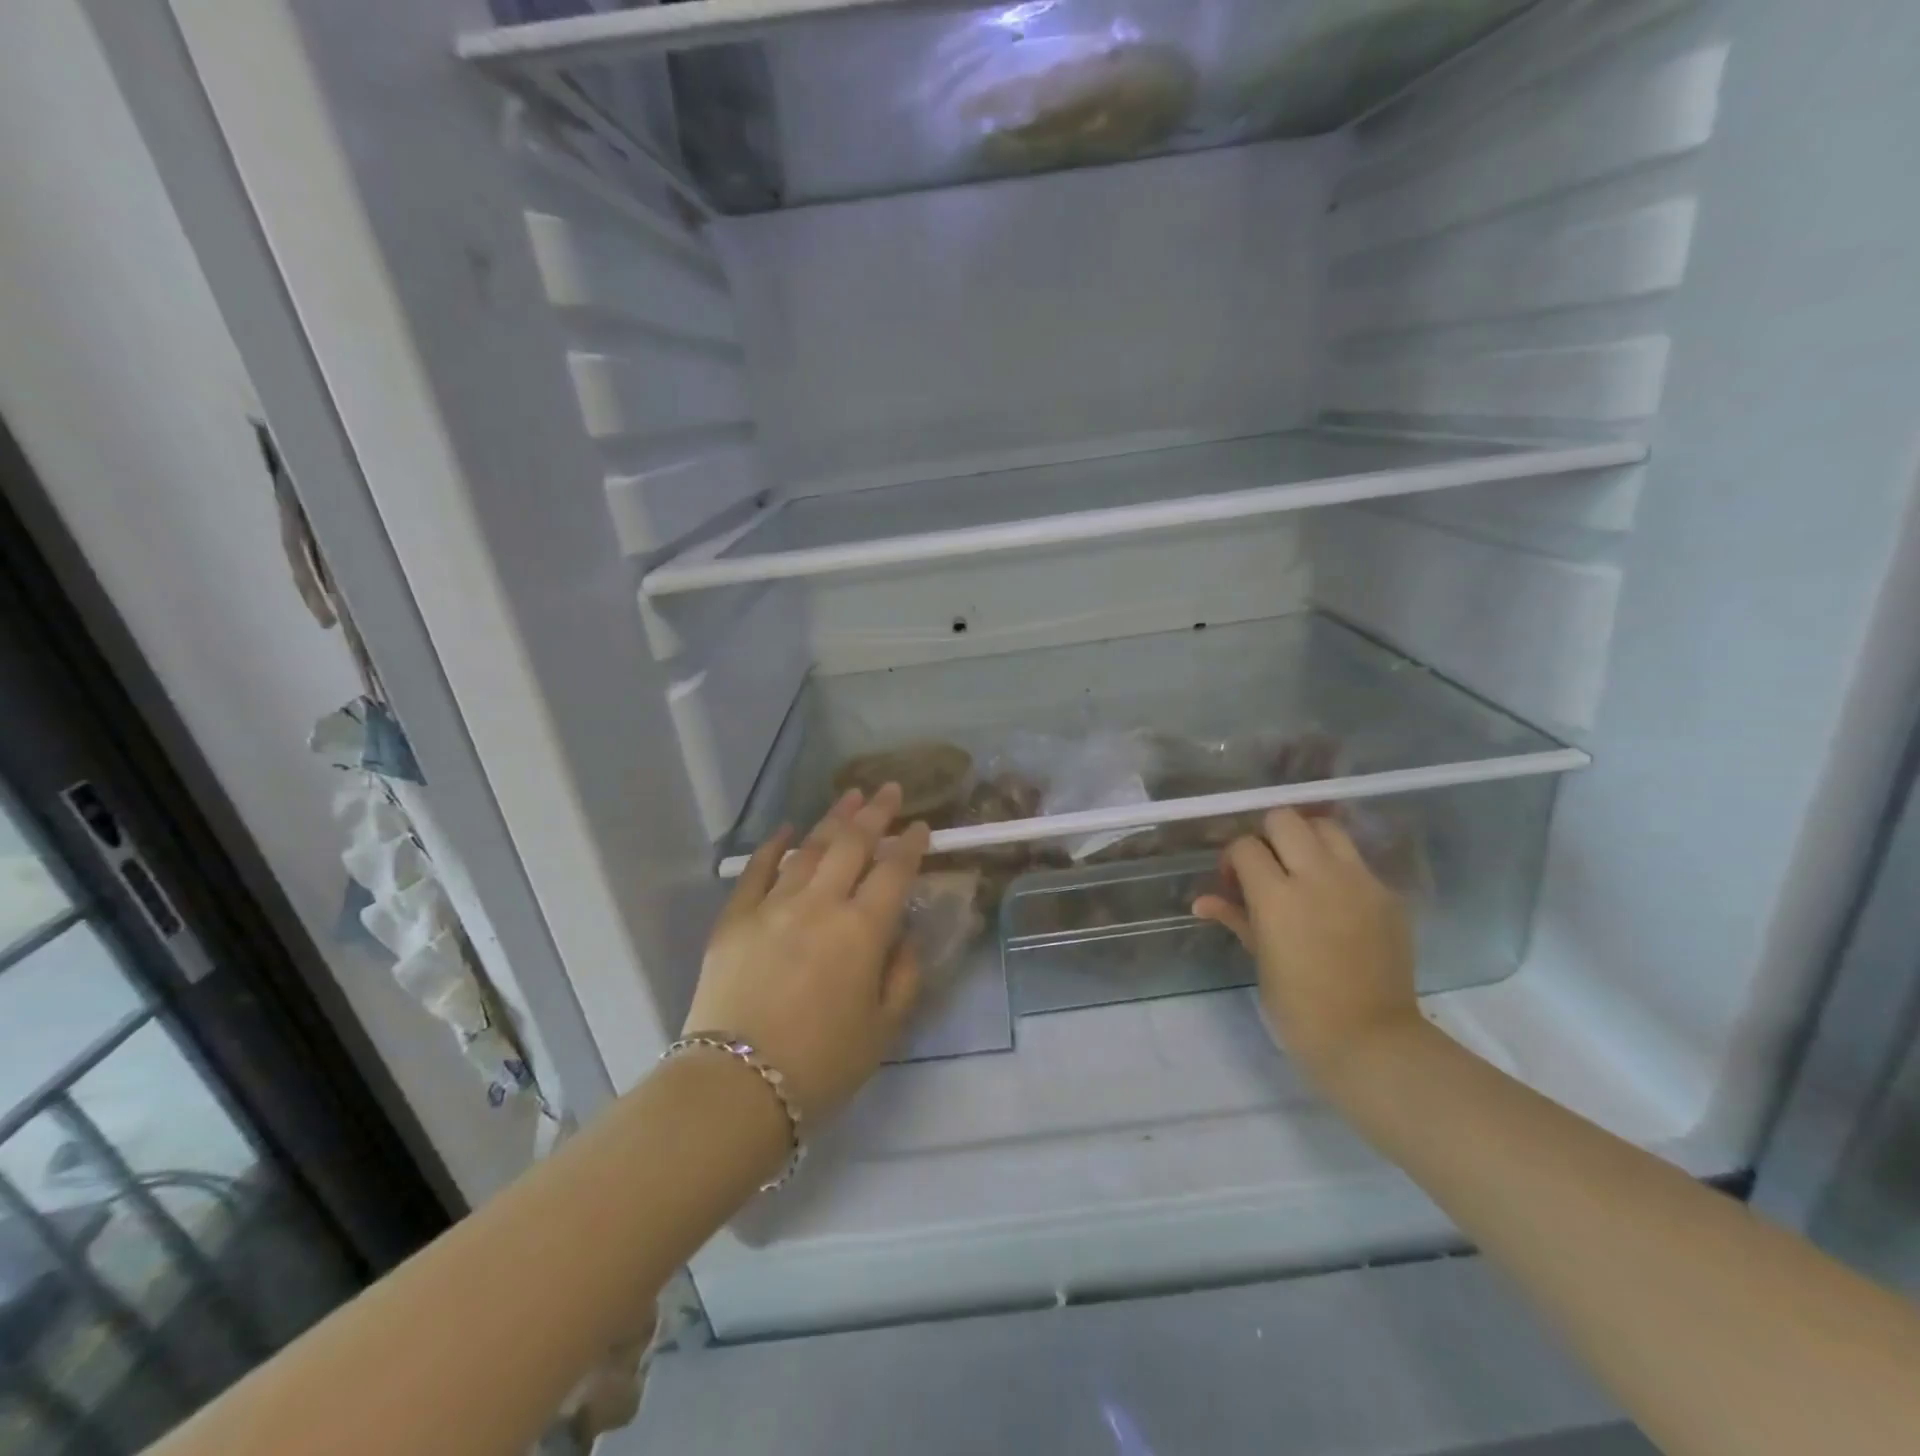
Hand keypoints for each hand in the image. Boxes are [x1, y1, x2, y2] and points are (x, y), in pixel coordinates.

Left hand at [685, 784, 929, 1123]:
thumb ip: (903, 976)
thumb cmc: (821, 1065)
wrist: (736, 1086)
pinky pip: (756, 871)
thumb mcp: (883, 1030)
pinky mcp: (735, 918)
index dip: (911, 843)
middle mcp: (820, 904)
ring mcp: (773, 906)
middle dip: (875, 813)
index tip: (921, 825)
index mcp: (862, 931)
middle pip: (852, 844)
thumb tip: (905, 937)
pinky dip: (773, 846)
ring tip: (850, 796)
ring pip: (809, 848)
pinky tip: (786, 830)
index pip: (894, 871)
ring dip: (832, 818)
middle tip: (889, 789)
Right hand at [1193, 807, 1419, 1088]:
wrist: (1370, 1039)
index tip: (1234, 882)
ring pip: (1327, 827)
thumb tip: (1203, 902)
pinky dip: (1339, 869)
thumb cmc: (1299, 1006)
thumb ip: (1234, 918)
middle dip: (1268, 836)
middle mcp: (1318, 876)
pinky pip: (1357, 862)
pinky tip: (1336, 901)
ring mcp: (1359, 882)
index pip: (1245, 846)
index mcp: (1277, 896)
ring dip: (1307, 840)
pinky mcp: (1388, 895)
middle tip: (1268, 867)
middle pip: (1285, 819)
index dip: (1234, 859)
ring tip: (1303, 871)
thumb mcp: (1259, 959)